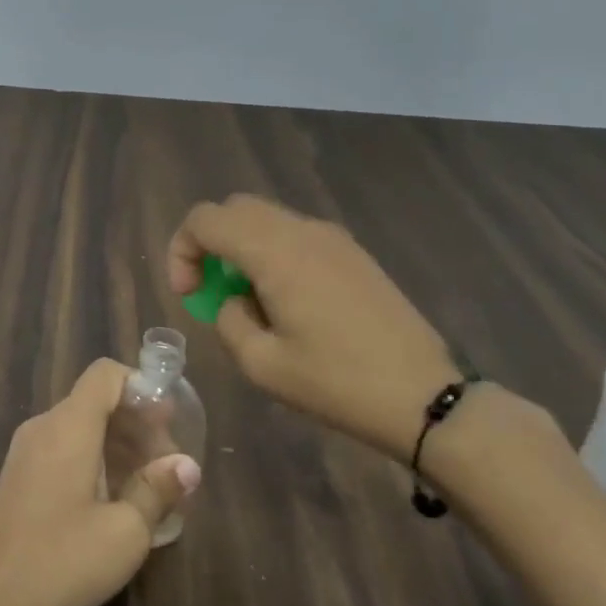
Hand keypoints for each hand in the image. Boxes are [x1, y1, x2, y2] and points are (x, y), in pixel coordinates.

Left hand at [0, 359, 199, 605]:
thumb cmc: (62, 564)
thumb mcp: (124, 533)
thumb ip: (157, 490)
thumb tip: (187, 464)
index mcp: (68, 427)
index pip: (105, 374)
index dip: (141, 386)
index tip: (168, 421)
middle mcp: (43, 426)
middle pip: (95, 400)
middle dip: (136, 422)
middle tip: (168, 463)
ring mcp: (25, 450)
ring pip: (80, 425)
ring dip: (117, 442)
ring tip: (149, 483)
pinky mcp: (18, 475)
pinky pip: (62, 446)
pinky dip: (93, 457)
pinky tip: (114, 496)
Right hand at [167, 194, 461, 460]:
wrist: (423, 396)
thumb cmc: (337, 383)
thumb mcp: (262, 364)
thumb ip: (229, 320)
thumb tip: (233, 300)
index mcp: (275, 253)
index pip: (205, 219)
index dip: (181, 250)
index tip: (189, 294)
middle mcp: (302, 231)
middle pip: (234, 209)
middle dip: (209, 243)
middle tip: (210, 290)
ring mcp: (332, 238)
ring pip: (266, 218)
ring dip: (241, 247)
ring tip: (248, 299)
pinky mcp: (352, 253)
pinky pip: (295, 234)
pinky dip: (272, 252)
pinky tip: (285, 300)